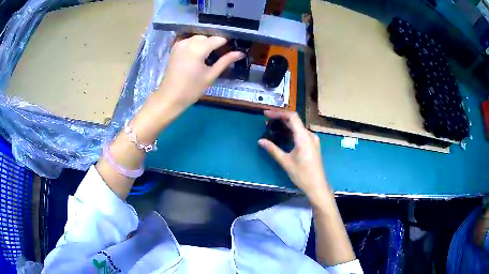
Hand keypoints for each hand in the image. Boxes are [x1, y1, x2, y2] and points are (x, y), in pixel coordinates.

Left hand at [156, 35, 244, 109]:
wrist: (170, 97)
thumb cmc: (191, 89)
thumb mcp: (210, 75)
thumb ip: (225, 61)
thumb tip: (240, 53)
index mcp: (198, 49)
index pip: (217, 39)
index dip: (225, 43)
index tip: (231, 49)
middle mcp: (188, 43)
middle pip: (207, 37)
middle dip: (214, 43)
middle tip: (220, 55)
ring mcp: (180, 44)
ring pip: (197, 38)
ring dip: (205, 43)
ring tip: (209, 55)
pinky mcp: (175, 48)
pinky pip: (189, 41)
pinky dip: (195, 44)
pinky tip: (198, 54)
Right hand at [258, 110, 328, 198]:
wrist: (317, 186)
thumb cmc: (302, 174)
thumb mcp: (285, 162)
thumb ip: (273, 149)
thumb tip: (260, 141)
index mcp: (304, 137)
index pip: (292, 117)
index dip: (278, 113)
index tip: (267, 114)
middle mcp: (310, 135)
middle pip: (295, 121)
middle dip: (281, 119)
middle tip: (267, 121)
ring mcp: (313, 140)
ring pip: (298, 128)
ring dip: (286, 126)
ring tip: (273, 128)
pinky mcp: (313, 146)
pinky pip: (302, 134)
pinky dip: (292, 132)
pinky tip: (284, 137)